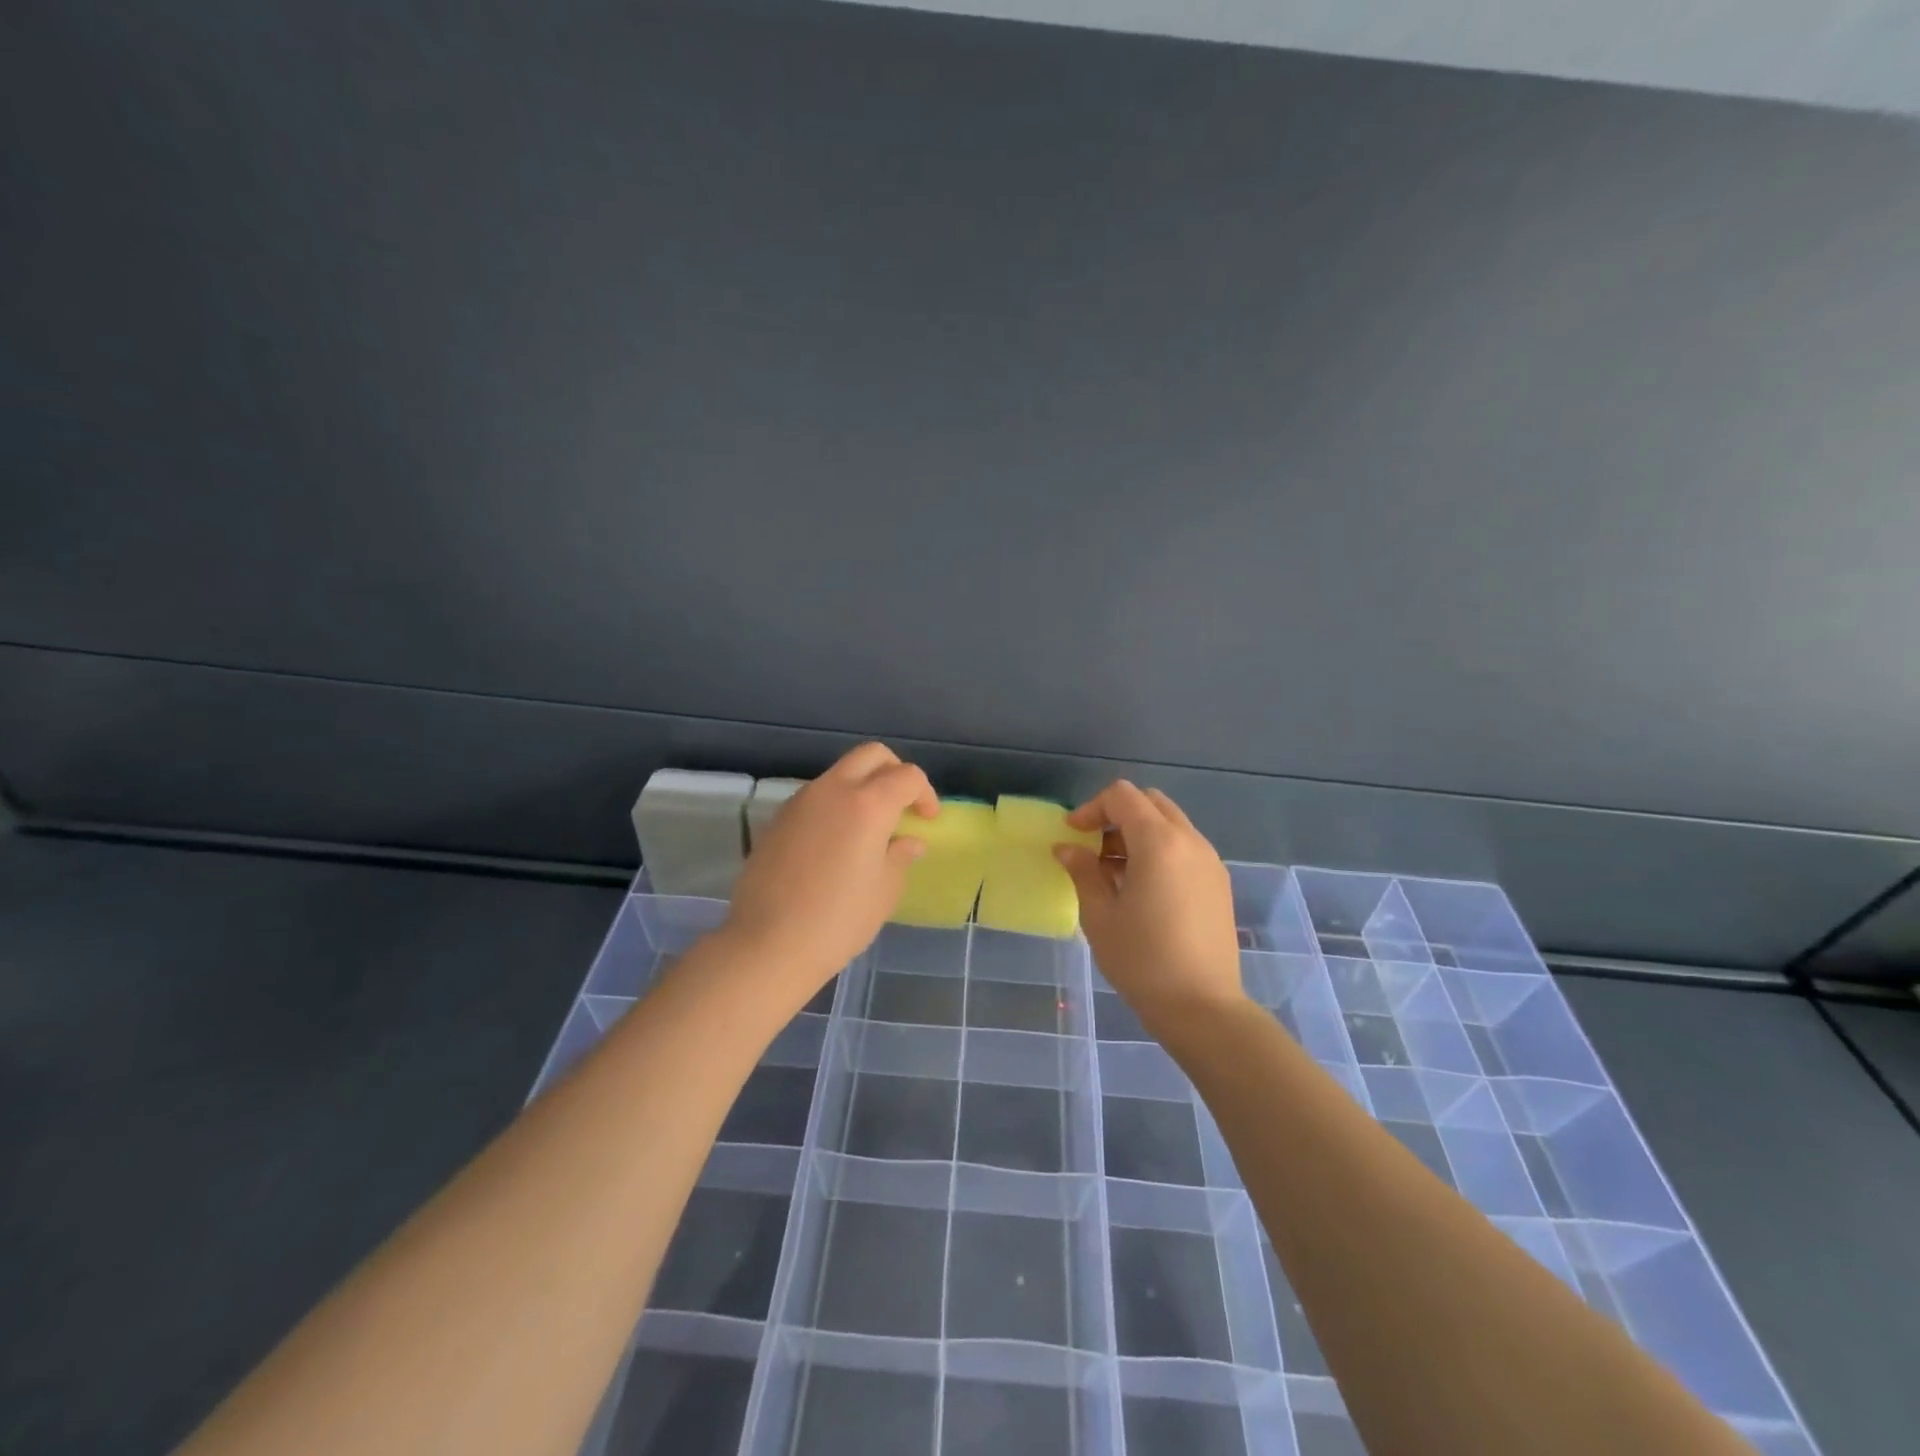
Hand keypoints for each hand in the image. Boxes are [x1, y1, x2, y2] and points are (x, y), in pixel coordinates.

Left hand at [725, 743, 937, 1005]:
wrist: (768, 944)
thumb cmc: (838, 920)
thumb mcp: (884, 891)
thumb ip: (900, 856)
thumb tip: (908, 841)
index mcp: (867, 804)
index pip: (906, 776)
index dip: (924, 793)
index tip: (928, 819)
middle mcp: (832, 790)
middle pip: (871, 756)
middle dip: (894, 772)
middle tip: (902, 805)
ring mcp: (800, 802)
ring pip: (839, 773)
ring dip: (861, 787)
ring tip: (869, 828)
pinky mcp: (777, 819)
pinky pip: (815, 797)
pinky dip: (834, 805)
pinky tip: (835, 843)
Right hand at [1055, 781, 1245, 1032]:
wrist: (1202, 1007)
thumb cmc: (1142, 960)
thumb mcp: (1100, 915)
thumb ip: (1083, 872)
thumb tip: (1066, 848)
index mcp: (1159, 842)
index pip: (1123, 796)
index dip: (1092, 808)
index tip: (1072, 835)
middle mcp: (1190, 841)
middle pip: (1150, 802)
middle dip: (1117, 815)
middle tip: (1093, 848)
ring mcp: (1210, 861)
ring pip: (1170, 823)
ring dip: (1138, 833)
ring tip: (1114, 872)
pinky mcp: (1218, 883)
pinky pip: (1185, 847)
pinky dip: (1159, 850)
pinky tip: (1142, 888)